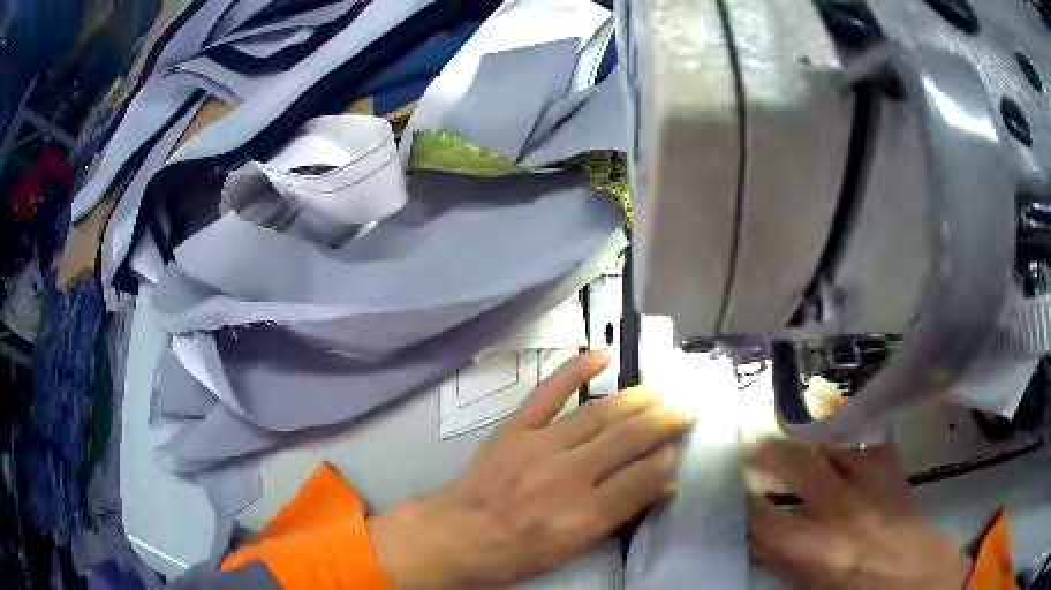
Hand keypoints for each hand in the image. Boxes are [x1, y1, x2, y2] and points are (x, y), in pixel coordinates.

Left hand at [368, 351, 691, 588]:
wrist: (454, 534)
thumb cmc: (514, 554)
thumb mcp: (571, 550)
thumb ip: (617, 517)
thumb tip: (659, 485)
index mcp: (582, 515)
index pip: (643, 479)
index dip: (668, 461)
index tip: (680, 450)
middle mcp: (568, 476)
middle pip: (629, 439)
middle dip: (665, 421)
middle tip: (685, 410)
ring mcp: (540, 445)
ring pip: (601, 412)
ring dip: (637, 398)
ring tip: (661, 392)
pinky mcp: (516, 427)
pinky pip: (549, 391)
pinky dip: (576, 369)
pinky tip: (603, 355)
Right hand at [747, 439, 972, 589]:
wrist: (923, 582)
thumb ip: (788, 564)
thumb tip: (761, 540)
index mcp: (824, 553)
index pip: (772, 524)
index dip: (747, 506)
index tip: (730, 491)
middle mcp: (848, 514)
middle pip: (806, 471)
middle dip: (773, 454)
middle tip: (750, 444)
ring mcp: (877, 490)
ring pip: (841, 449)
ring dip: (814, 441)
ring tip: (795, 434)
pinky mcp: (897, 479)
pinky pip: (874, 449)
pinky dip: (856, 445)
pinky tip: (846, 445)